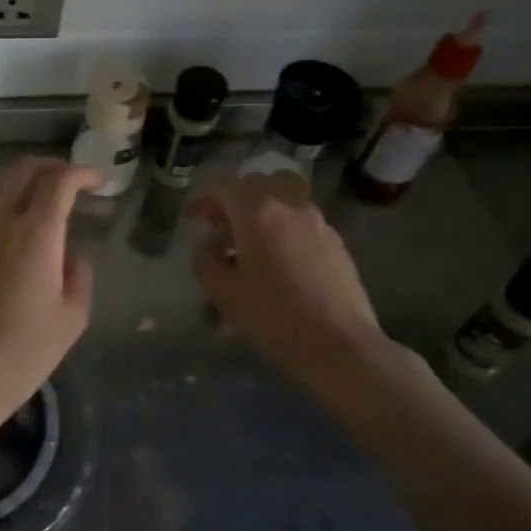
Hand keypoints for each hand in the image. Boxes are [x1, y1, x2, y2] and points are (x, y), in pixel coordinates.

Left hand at [0, 157, 102, 441]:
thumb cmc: (23, 352)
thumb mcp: (71, 318)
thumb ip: (79, 276)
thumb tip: (72, 256)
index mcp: (35, 232)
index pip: (59, 179)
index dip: (83, 173)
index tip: (99, 183)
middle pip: (23, 169)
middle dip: (52, 167)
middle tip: (74, 184)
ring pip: (0, 185)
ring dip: (27, 183)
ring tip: (49, 203)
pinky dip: (6, 202)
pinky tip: (20, 228)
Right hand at [187, 176, 390, 390]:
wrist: (341, 346)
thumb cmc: (274, 317)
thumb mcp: (222, 292)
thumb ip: (205, 258)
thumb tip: (206, 240)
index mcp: (258, 212)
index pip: (222, 186)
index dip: (200, 198)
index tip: (189, 218)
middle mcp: (290, 206)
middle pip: (255, 185)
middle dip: (231, 201)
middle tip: (217, 229)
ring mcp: (317, 222)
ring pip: (281, 200)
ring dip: (258, 213)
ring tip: (247, 247)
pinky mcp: (335, 242)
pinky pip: (299, 222)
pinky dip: (281, 229)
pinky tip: (276, 264)